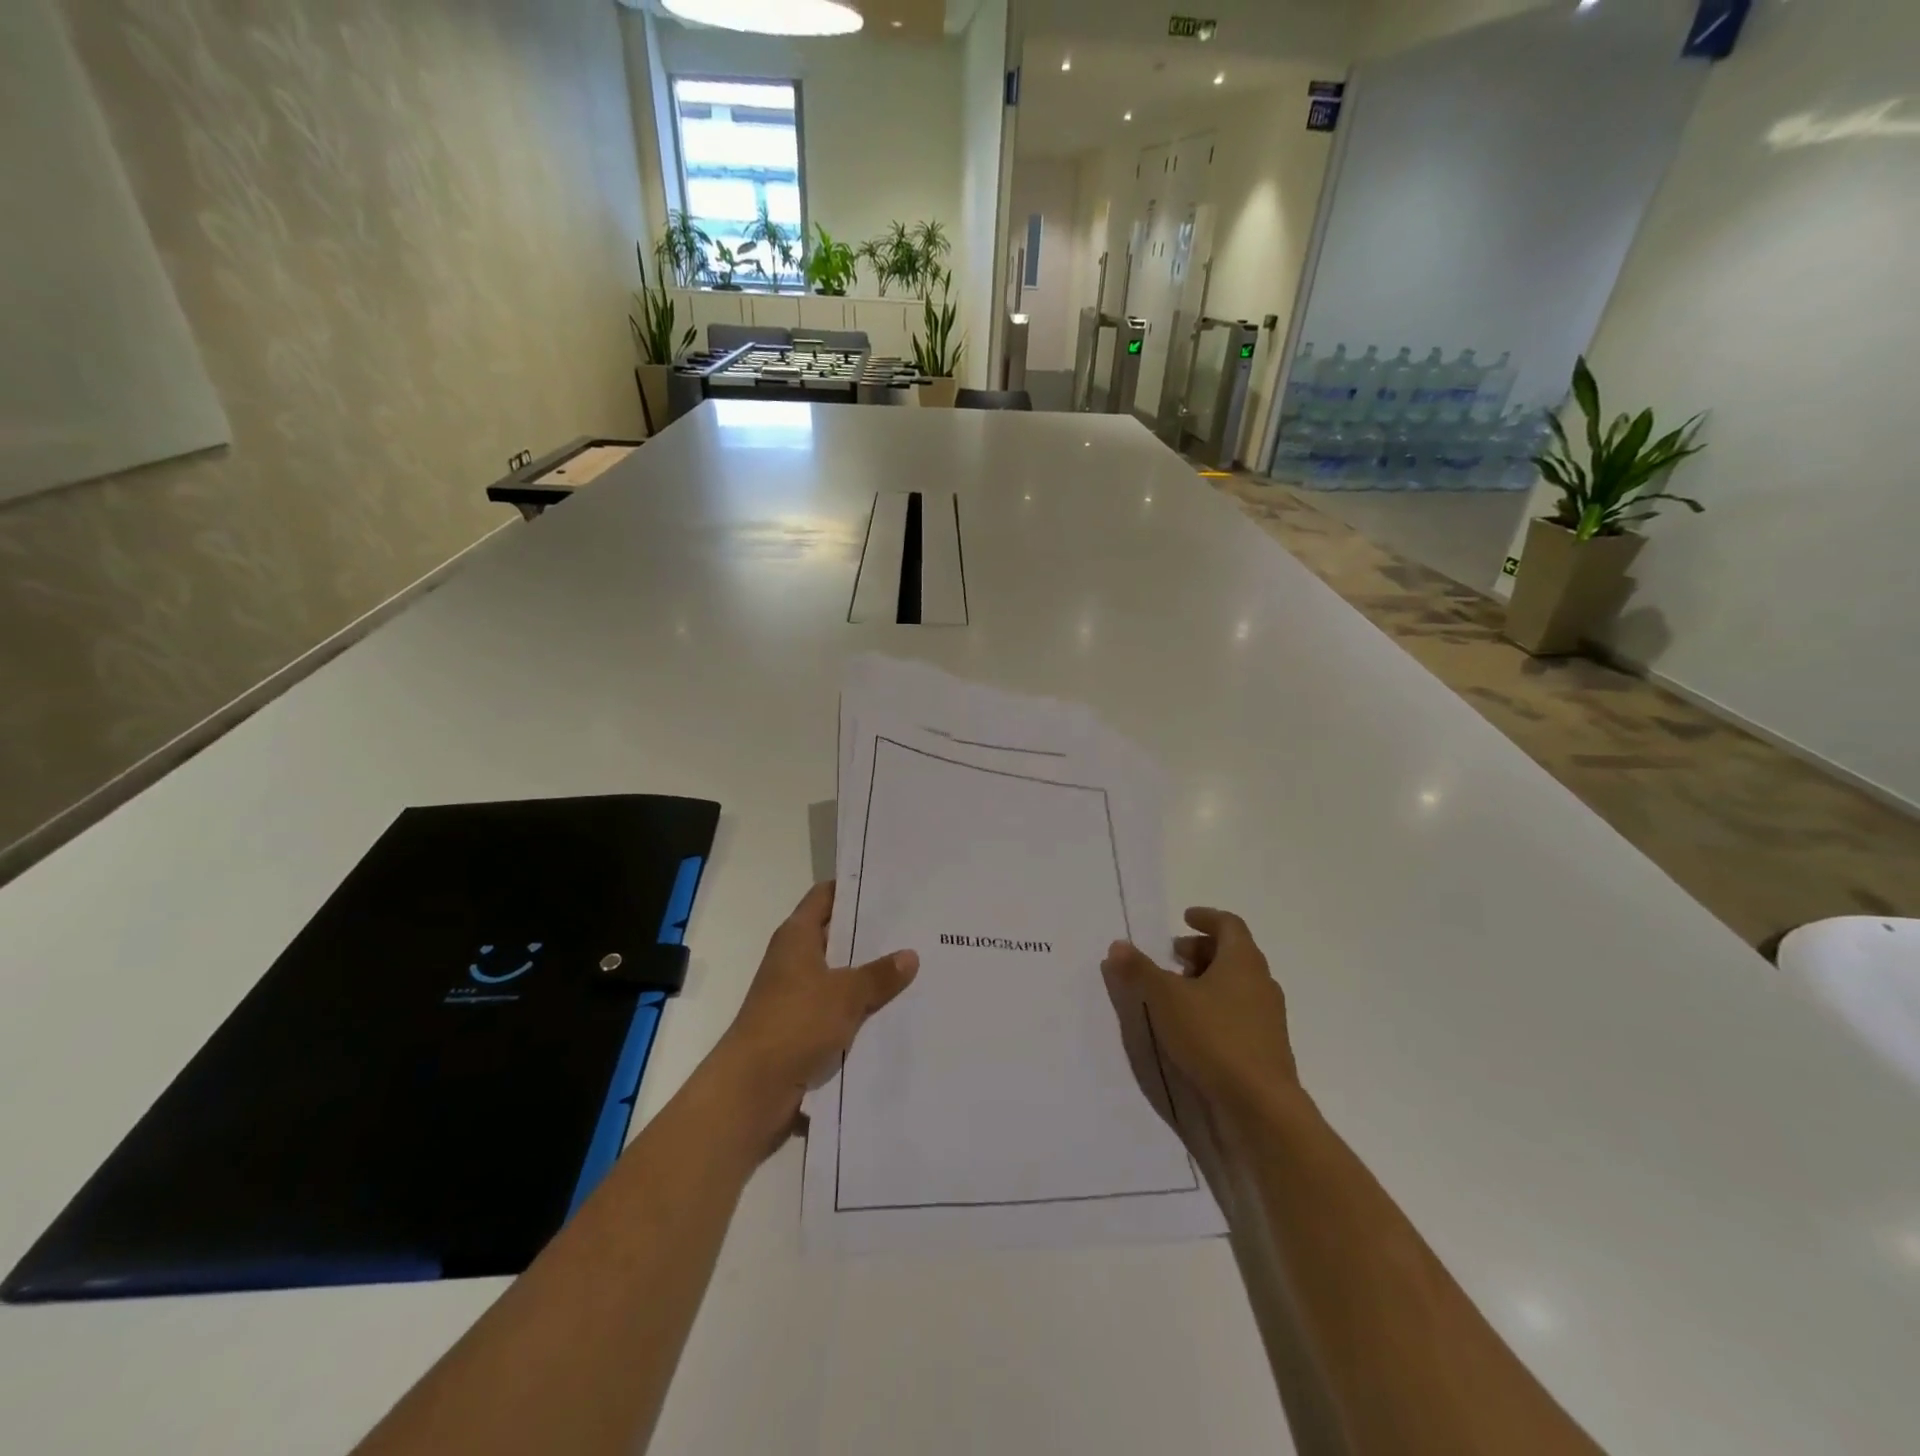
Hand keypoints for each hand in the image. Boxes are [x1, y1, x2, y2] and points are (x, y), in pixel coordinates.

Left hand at [710, 882, 918, 1149]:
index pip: (825, 896)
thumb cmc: (795, 1023)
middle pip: (836, 935)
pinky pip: (838, 1009)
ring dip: (869, 975)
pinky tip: (896, 1009)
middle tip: (915, 926)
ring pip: (840, 975)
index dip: (854, 888)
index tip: (890, 885)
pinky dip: (861, 1008)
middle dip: (871, 933)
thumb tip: (910, 955)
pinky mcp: (802, 1028)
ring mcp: (797, 995)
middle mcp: (794, 959)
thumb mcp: (845, 993)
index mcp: (796, 936)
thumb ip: (879, 974)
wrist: (753, 1089)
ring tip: (916, 966)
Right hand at [1101, 908, 1299, 1138]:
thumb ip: (1139, 970)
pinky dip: (1216, 1007)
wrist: (1260, 1106)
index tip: (1184, 918)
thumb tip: (1118, 944)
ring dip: (1208, 980)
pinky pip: (1240, 1012)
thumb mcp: (1165, 999)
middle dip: (1201, 951)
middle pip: (1233, 953)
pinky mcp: (1266, 1047)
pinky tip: (1193, 1026)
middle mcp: (1261, 982)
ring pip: (1236, 984)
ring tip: (1177, 992)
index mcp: (1243, 960)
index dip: (1206, 918)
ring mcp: (1268, 1017)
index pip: (1229, 924)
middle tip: (1172, 957)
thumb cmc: (1213, 1037)